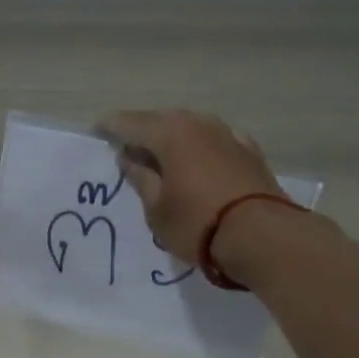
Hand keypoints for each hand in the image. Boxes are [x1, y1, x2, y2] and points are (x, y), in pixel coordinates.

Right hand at [96, 109, 283, 263]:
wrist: (261, 236)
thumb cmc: (197, 224)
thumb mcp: (157, 208)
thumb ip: (141, 179)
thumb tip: (129, 158)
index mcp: (170, 134)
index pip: (132, 124)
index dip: (112, 127)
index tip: (97, 129)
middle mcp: (199, 124)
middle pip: (163, 121)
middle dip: (143, 131)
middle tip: (127, 144)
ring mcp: (229, 135)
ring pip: (192, 129)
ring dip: (174, 139)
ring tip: (161, 154)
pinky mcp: (250, 152)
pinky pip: (216, 142)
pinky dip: (202, 148)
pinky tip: (200, 157)